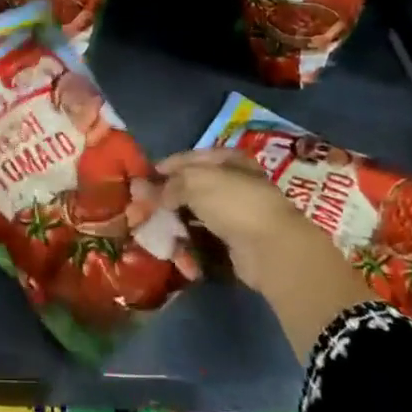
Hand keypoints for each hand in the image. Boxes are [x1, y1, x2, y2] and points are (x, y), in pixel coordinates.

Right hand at [156, 149, 325, 288]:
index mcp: (226, 160)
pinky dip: (188, 246)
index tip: (140, 181)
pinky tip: (176, 252)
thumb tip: (142, 190)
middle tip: (140, 211)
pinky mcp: (232, 242)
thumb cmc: (234, 202)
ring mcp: (232, 214)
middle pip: (188, 188)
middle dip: (164, 200)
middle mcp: (231, 183)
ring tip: (153, 233)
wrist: (271, 249)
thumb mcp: (195, 182)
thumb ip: (167, 185)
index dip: (162, 168)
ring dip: (173, 225)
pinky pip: (202, 239)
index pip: (187, 159)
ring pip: (193, 215)